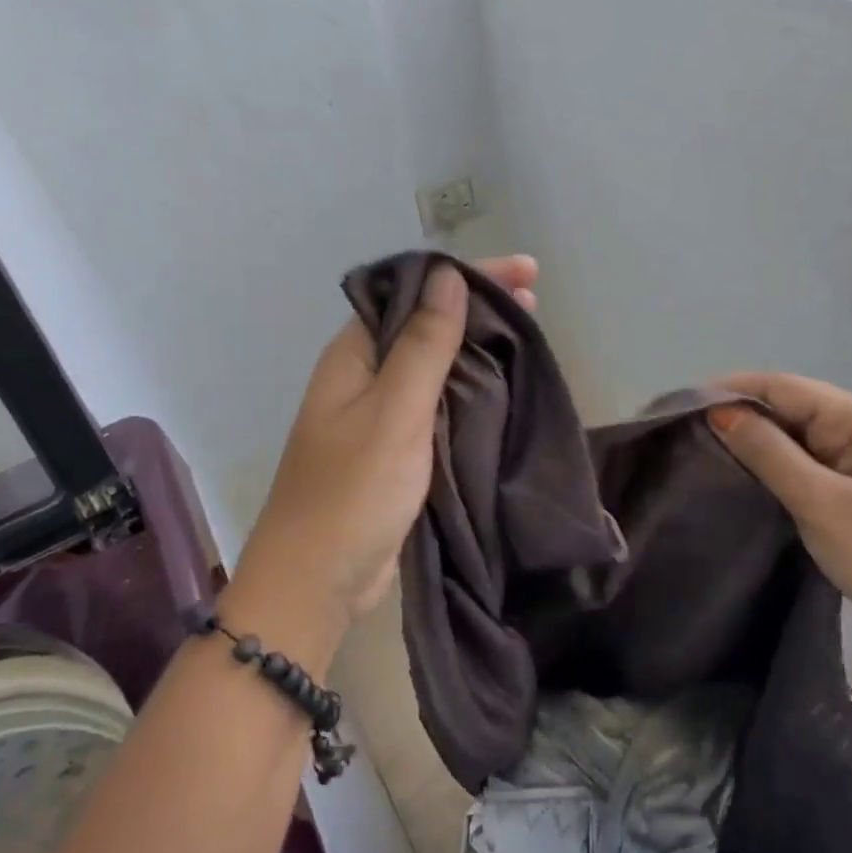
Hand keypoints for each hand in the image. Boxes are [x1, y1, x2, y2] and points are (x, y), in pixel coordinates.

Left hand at [236, 256, 539, 624]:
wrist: (317, 582)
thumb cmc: (352, 492)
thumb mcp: (394, 411)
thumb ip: (423, 344)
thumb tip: (448, 275)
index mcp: (354, 354)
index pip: (413, 292)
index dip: (468, 275)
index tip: (524, 271)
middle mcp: (365, 376)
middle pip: (426, 324)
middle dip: (478, 308)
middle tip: (534, 301)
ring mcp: (380, 415)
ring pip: (436, 365)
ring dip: (478, 348)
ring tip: (529, 336)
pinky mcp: (397, 450)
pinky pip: (438, 405)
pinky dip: (470, 391)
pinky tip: (504, 388)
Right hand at [707, 371, 851, 669]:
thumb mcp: (820, 501)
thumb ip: (768, 452)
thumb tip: (720, 412)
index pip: (782, 386)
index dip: (729, 390)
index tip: (678, 406)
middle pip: (786, 409)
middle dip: (736, 417)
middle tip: (681, 435)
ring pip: (791, 441)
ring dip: (750, 446)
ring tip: (698, 457)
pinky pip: (801, 471)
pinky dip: (769, 473)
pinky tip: (737, 485)